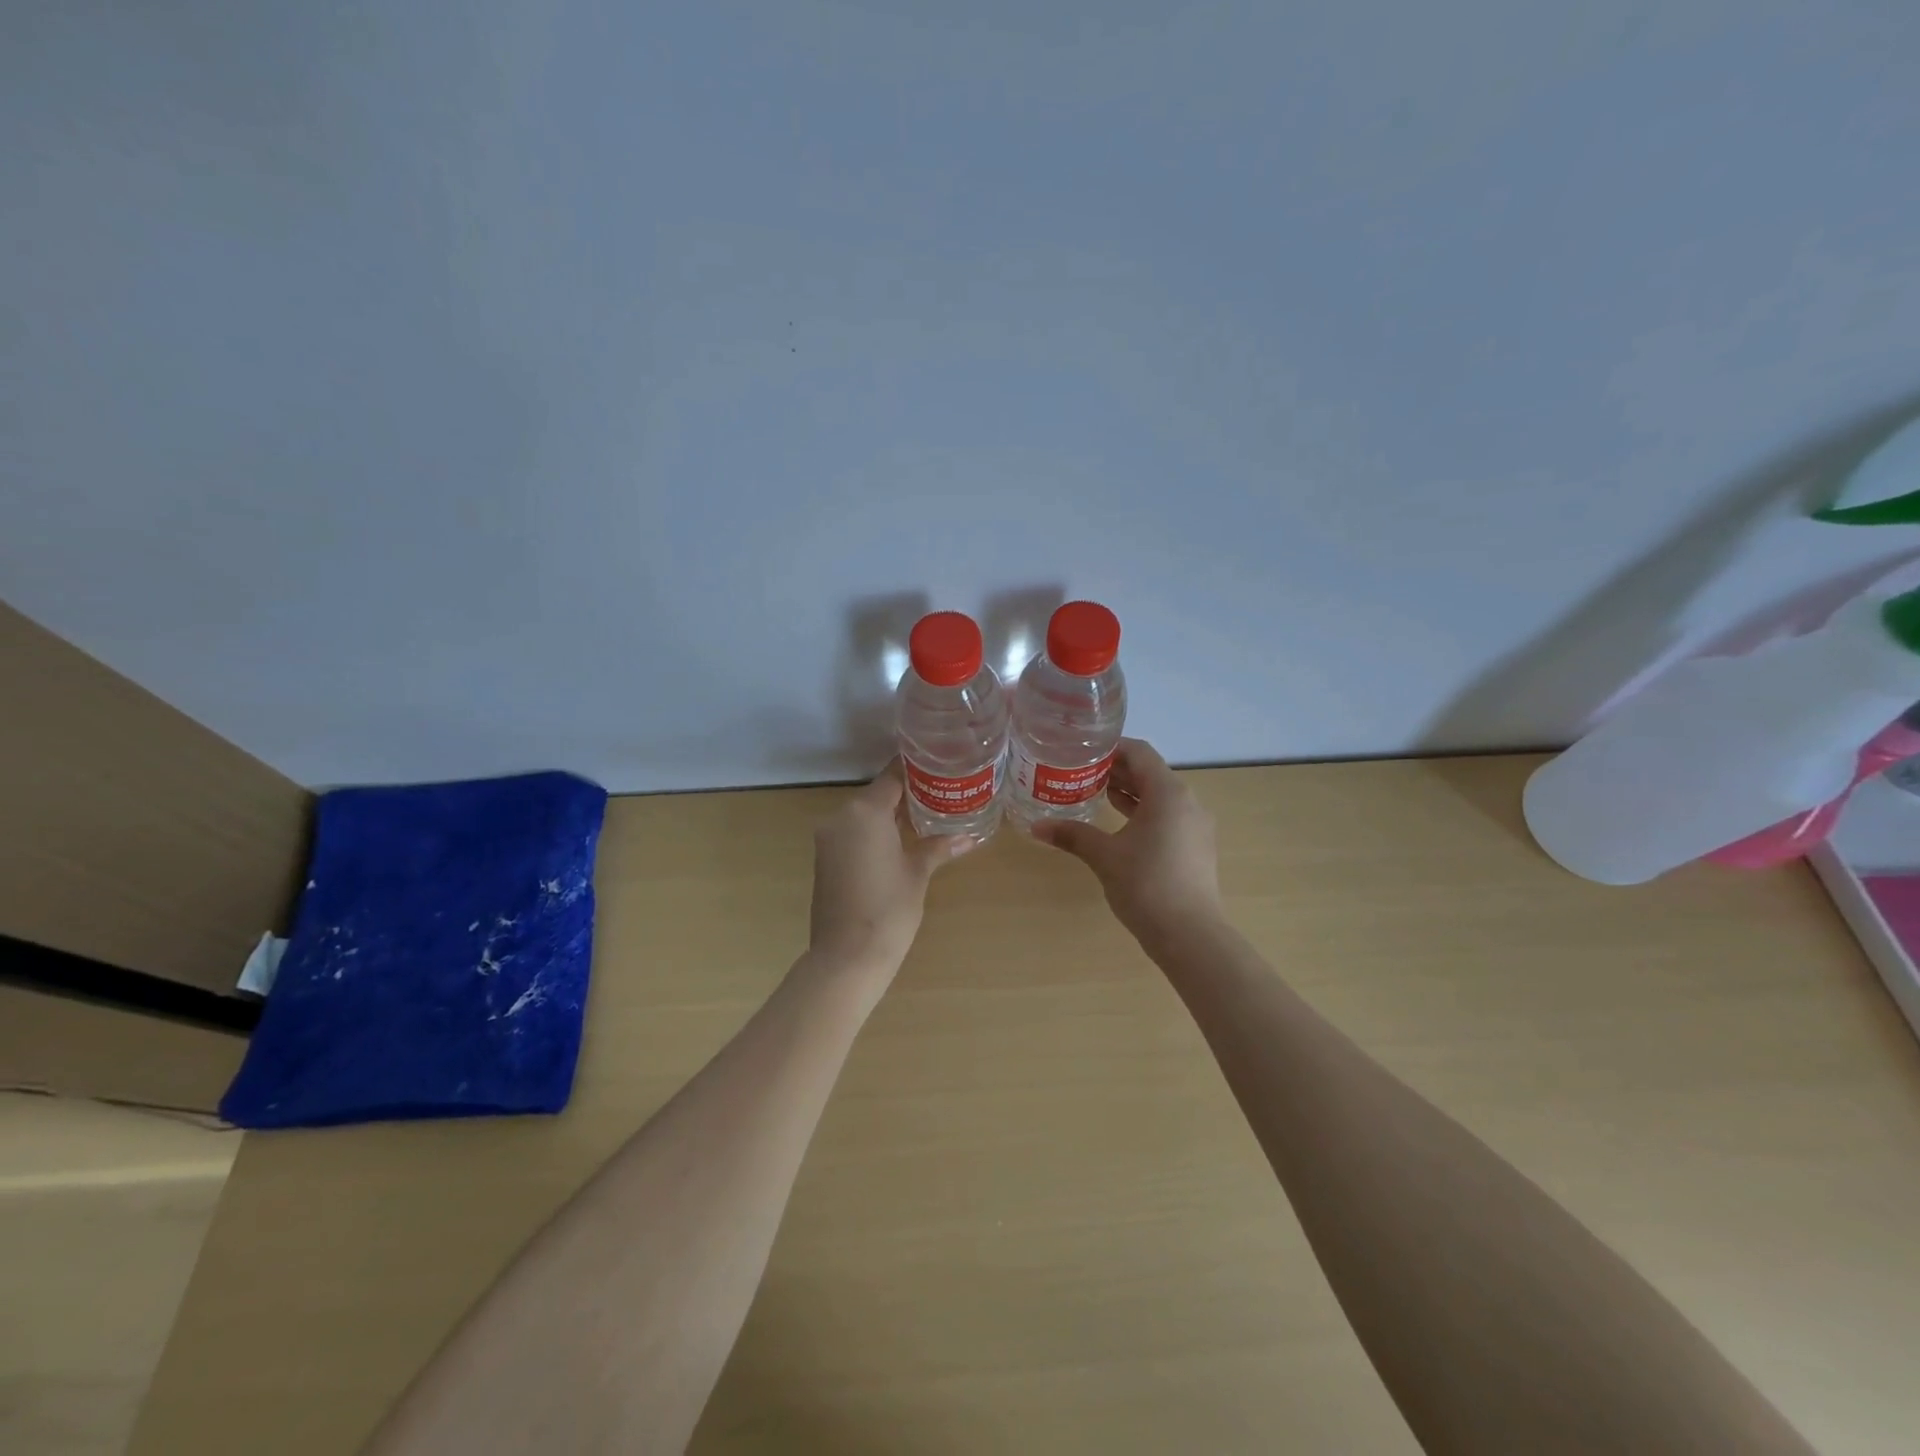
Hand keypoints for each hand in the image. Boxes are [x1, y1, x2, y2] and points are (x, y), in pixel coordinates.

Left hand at [807, 761, 975, 974]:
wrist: (847, 957)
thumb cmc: (889, 909)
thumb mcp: (918, 873)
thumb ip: (938, 847)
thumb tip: (968, 837)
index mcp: (865, 812)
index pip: (893, 777)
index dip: (918, 771)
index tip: (941, 767)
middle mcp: (841, 817)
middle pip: (877, 794)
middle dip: (908, 793)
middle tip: (942, 794)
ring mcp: (829, 838)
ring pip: (864, 814)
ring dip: (891, 814)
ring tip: (927, 816)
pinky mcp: (825, 858)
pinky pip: (853, 832)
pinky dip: (875, 831)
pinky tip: (900, 841)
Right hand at [1031, 739, 1222, 946]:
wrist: (1190, 936)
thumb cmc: (1146, 885)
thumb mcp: (1104, 856)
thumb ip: (1072, 835)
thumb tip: (1035, 827)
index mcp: (1168, 793)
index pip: (1140, 753)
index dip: (1112, 748)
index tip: (1084, 751)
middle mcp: (1187, 802)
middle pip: (1151, 773)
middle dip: (1117, 771)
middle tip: (1081, 772)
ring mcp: (1196, 826)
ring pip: (1160, 797)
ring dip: (1130, 793)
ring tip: (1095, 793)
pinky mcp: (1197, 848)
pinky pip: (1168, 817)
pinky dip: (1144, 813)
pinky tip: (1119, 826)